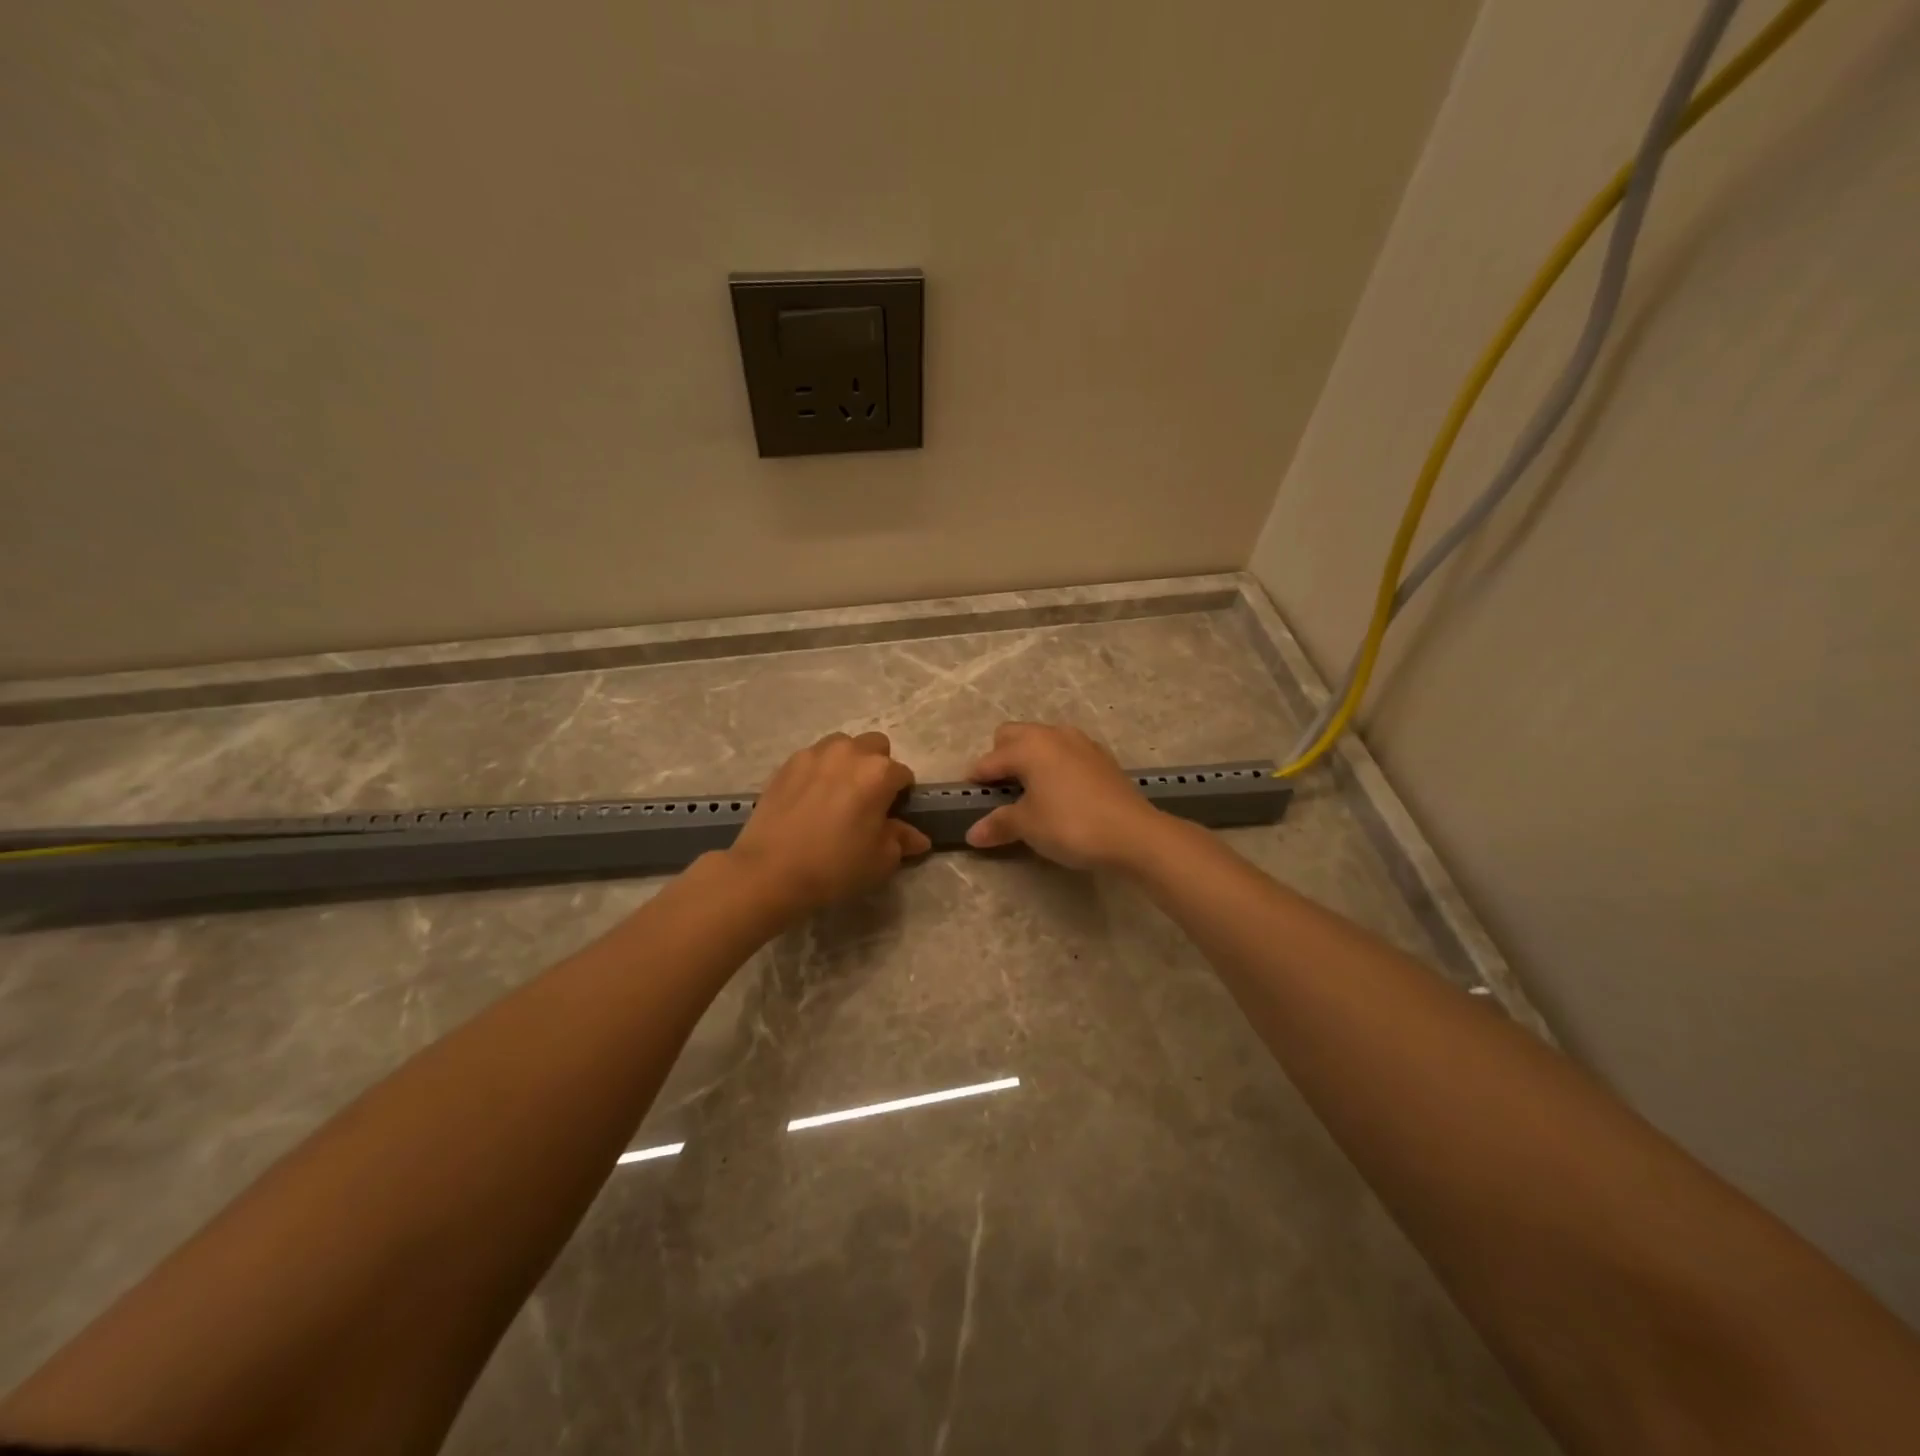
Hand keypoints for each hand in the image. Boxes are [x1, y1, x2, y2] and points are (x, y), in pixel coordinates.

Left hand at [727, 731, 931, 915]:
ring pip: (842, 746)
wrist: (770, 870)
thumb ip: (901, 840)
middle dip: (877, 767)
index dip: (902, 796)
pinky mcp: (787, 763)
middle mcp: (849, 752)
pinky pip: (813, 758)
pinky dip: (819, 771)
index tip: (893, 815)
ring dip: (848, 763)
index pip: (904, 775)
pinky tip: (811, 799)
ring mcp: (814, 754)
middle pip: (875, 747)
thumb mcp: (880, 860)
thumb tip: (917, 837)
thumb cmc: (835, 865)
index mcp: (879, 772)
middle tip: (867, 799)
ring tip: (837, 794)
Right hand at [964, 722, 1165, 870]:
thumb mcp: (1028, 826)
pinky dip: (1055, 765)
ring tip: (1030, 791)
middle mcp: (1053, 734)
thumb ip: (999, 824)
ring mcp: (1081, 742)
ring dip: (1030, 759)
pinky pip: (1066, 752)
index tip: (968, 798)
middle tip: (1000, 791)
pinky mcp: (1101, 757)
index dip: (976, 780)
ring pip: (1043, 740)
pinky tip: (1060, 793)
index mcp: (1029, 746)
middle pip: (1013, 735)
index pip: (990, 760)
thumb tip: (972, 834)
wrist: (1134, 833)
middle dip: (1001, 757)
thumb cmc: (1071, 825)